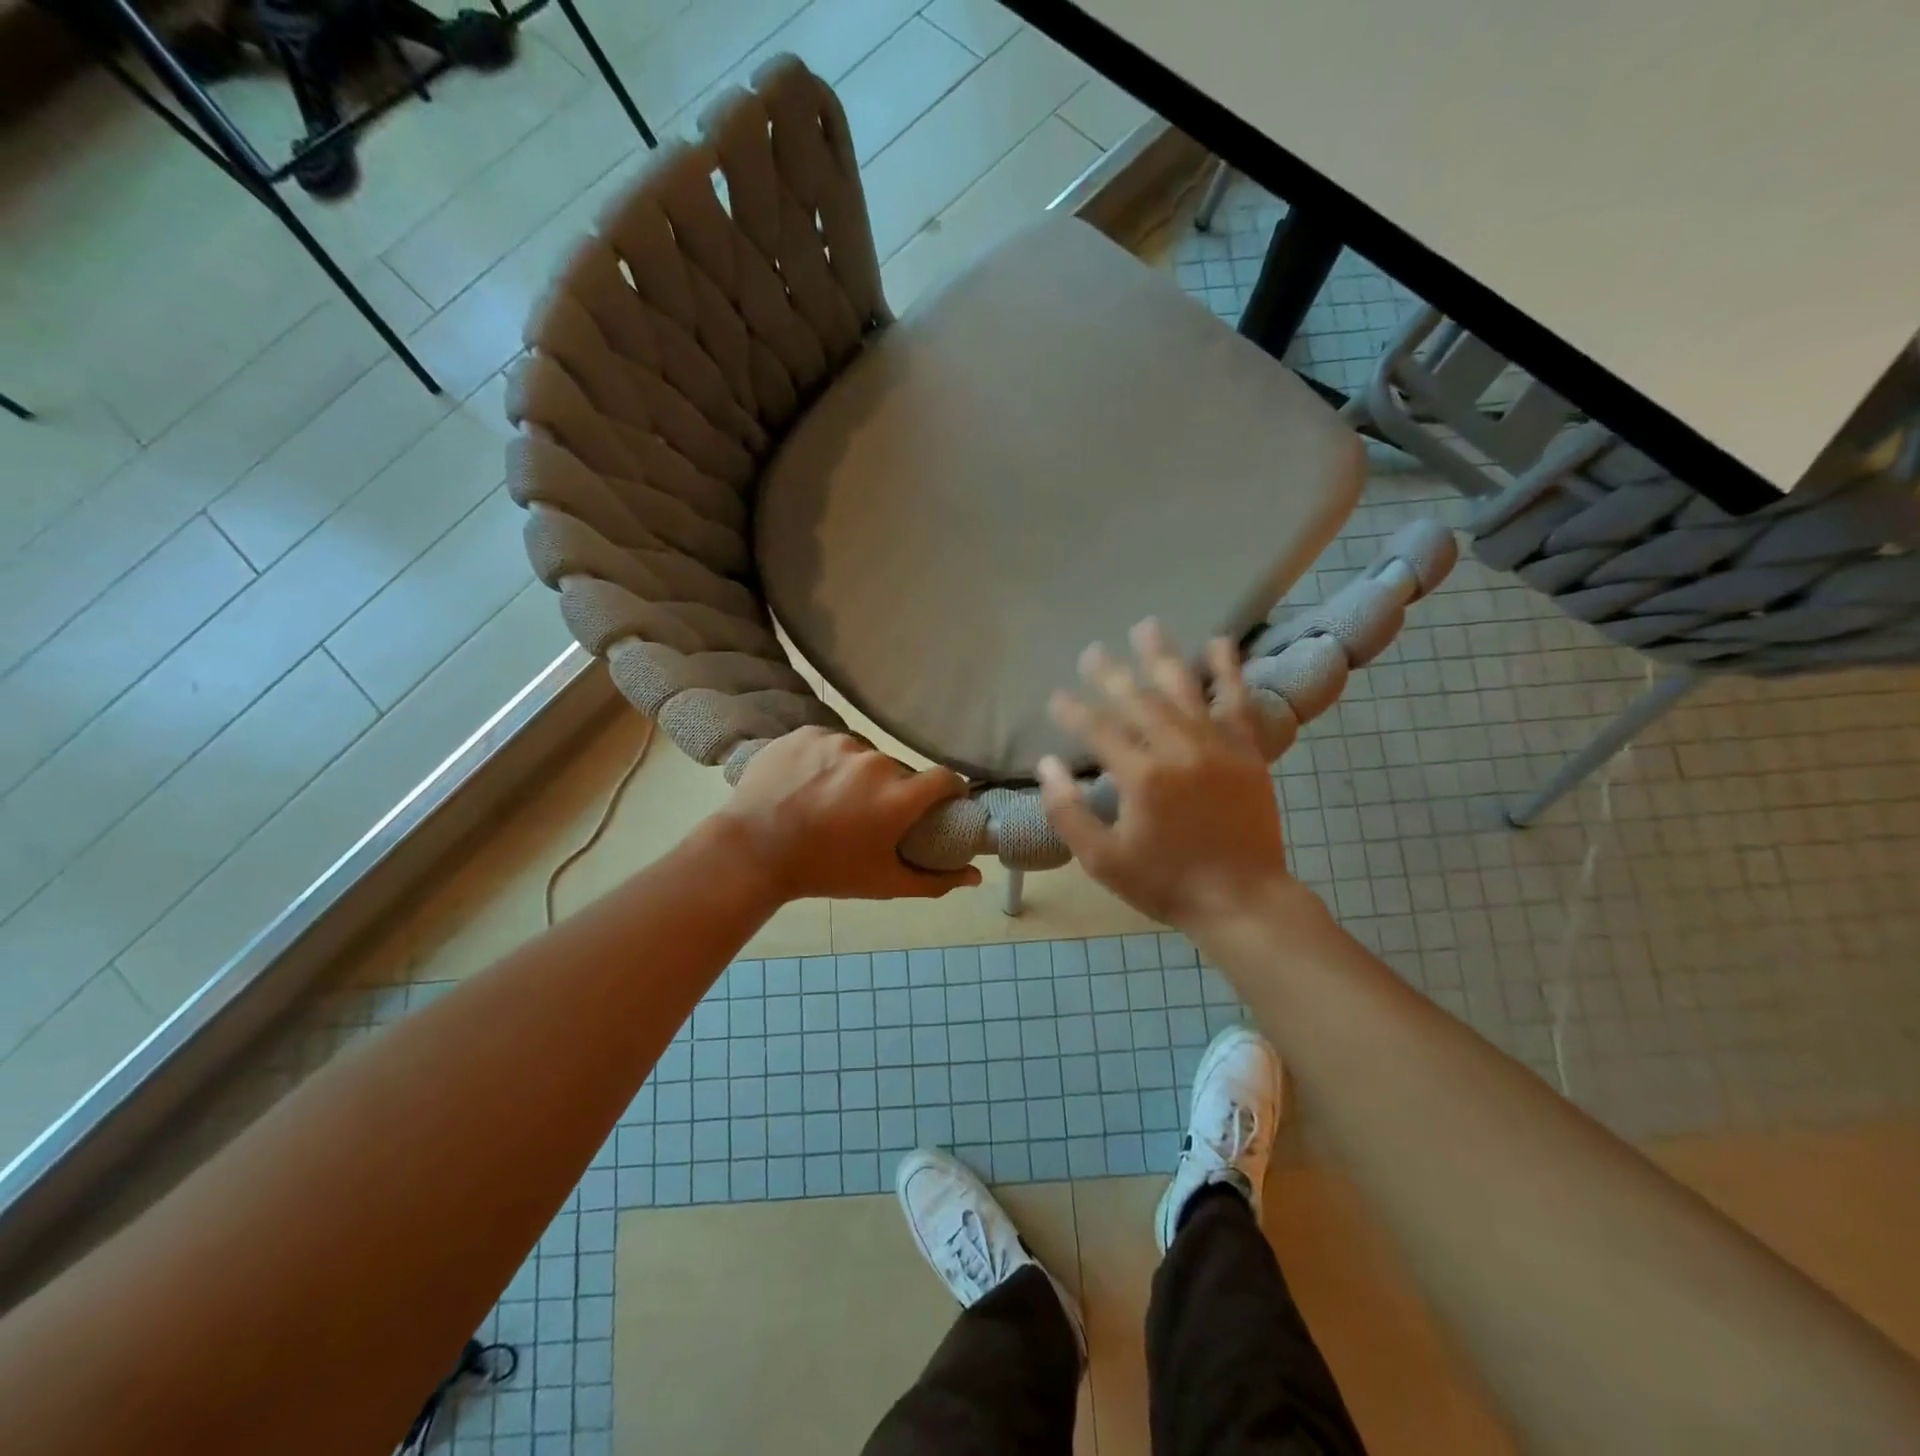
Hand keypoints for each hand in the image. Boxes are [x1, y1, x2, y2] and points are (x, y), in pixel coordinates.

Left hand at [718, 727, 983, 901]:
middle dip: (893, 790)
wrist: (752, 851)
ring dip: (857, 774)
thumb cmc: (825, 871)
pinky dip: (826, 761)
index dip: (949, 790)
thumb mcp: (883, 883)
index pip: (945, 778)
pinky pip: (831, 743)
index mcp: (897, 797)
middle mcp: (874, 762)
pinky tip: (808, 783)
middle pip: (899, 771)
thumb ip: (935, 880)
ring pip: (863, 755)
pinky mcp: (808, 732)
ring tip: (832, 799)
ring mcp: (838, 742)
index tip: (940, 802)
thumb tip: (976, 876)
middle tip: (869, 814)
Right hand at [1037, 620, 1295, 929]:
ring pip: (1185, 689)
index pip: (1098, 729)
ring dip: (1162, 657)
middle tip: (1091, 651)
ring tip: (1146, 627)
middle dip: (1110, 673)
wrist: (1243, 901)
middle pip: (1138, 699)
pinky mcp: (1247, 751)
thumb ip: (1069, 812)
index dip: (1072, 710)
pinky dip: (1228, 671)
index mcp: (1142, 776)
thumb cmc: (1166, 883)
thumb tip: (1047, 766)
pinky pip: (1237, 702)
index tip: (1056, 696)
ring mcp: (1218, 746)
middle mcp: (1179, 749)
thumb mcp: (1103, 860)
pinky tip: (1219, 644)